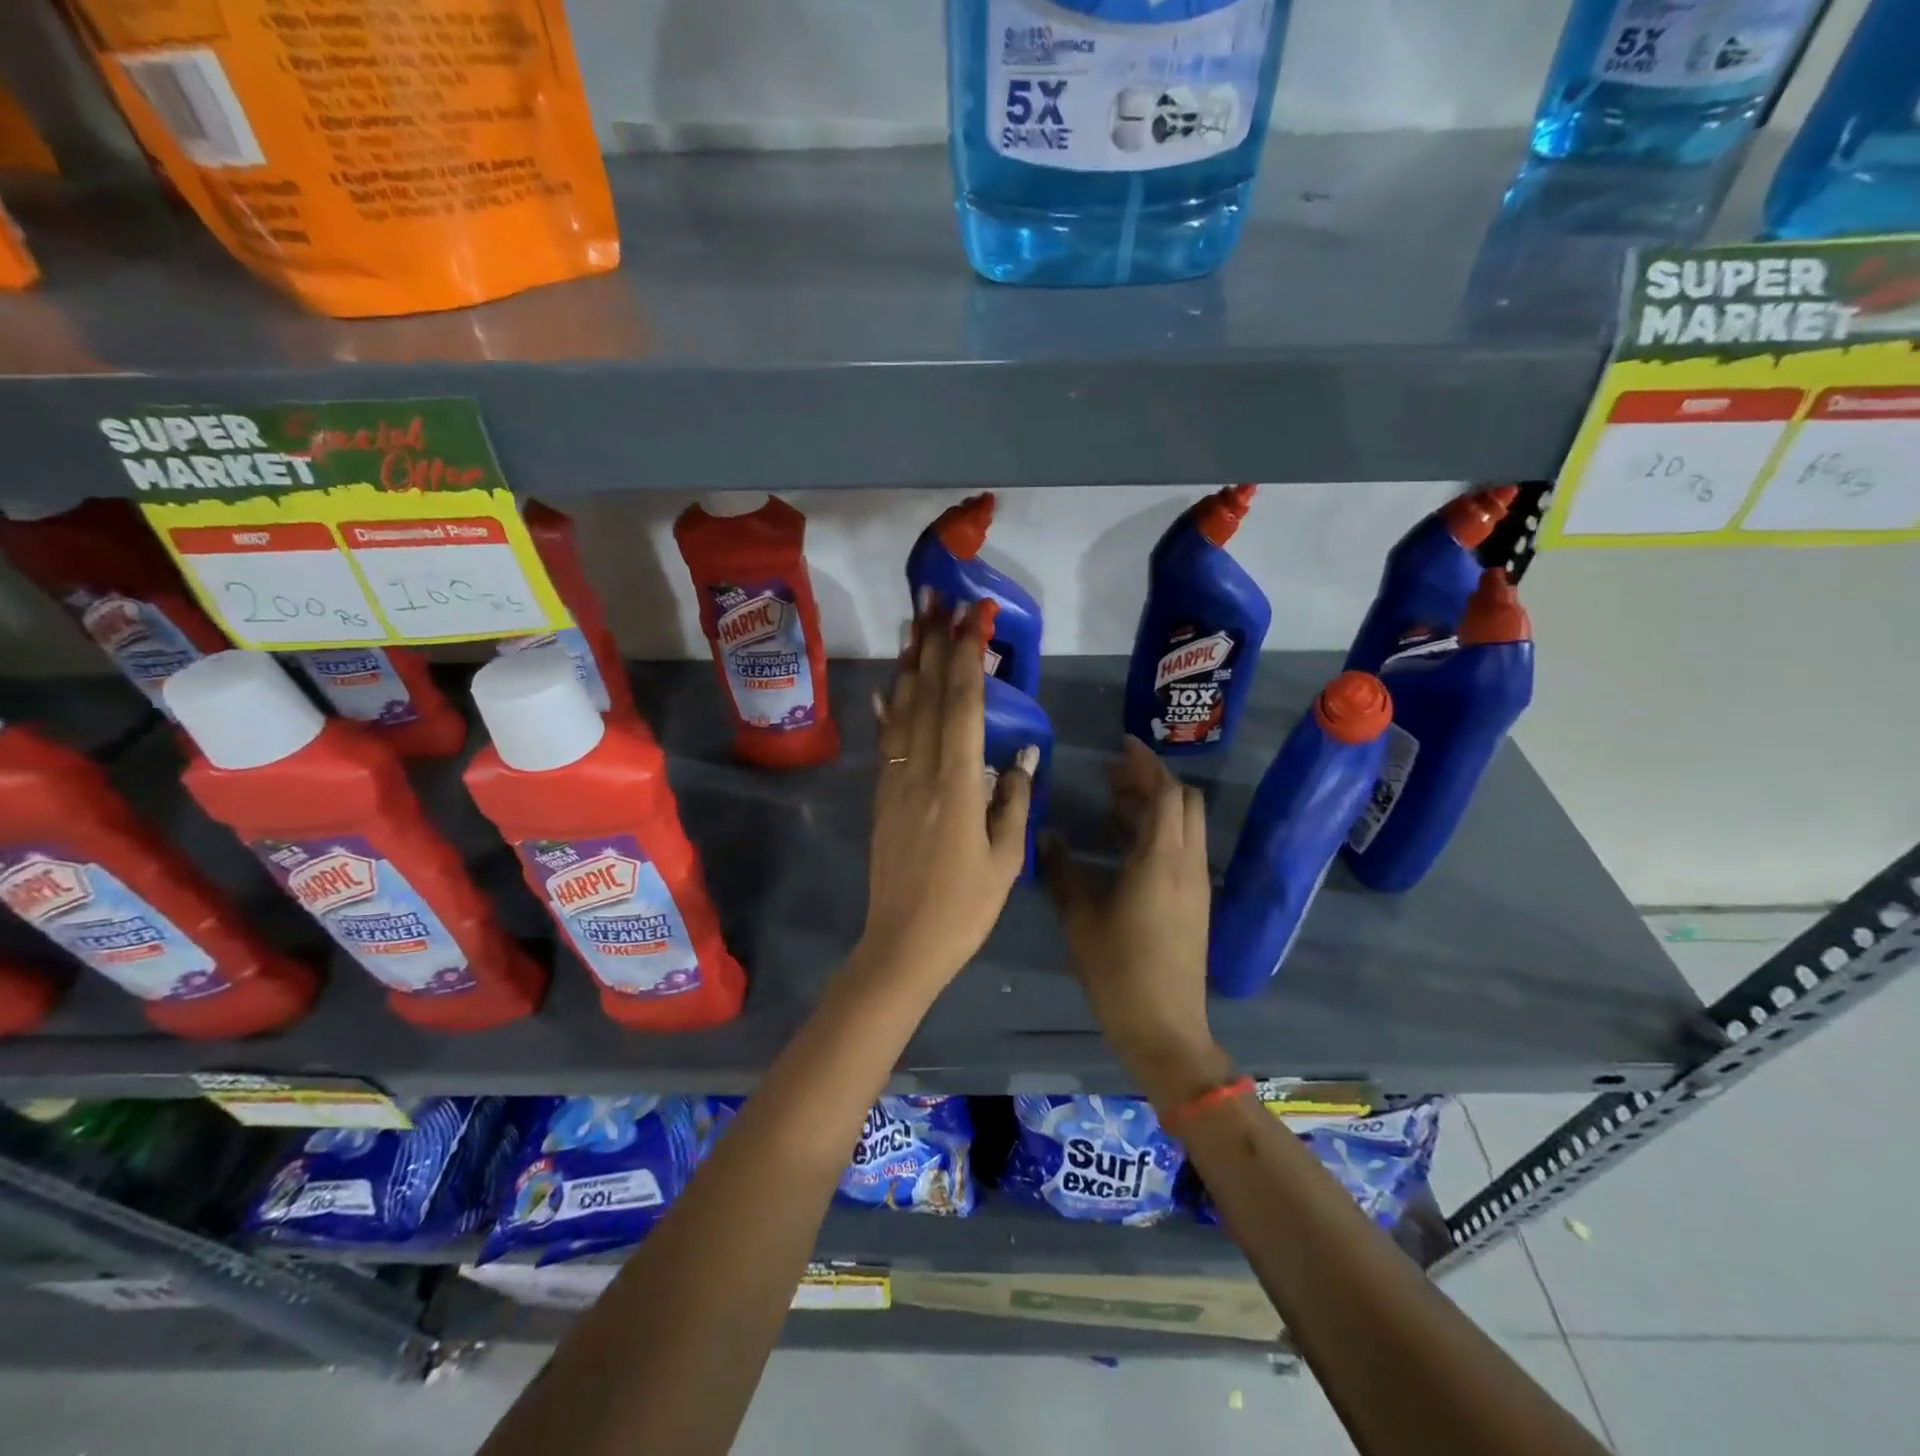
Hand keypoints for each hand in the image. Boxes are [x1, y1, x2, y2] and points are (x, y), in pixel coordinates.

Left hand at [857, 593, 1036, 993]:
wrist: (901, 944)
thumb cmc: (964, 908)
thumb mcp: (1007, 859)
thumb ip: (1014, 800)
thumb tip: (1025, 753)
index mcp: (957, 783)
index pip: (963, 703)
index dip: (967, 655)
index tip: (973, 616)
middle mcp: (920, 769)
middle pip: (928, 693)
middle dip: (935, 641)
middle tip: (936, 596)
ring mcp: (894, 780)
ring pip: (902, 710)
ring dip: (910, 662)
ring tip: (913, 623)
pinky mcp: (881, 795)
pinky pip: (887, 740)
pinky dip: (889, 708)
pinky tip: (889, 686)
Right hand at [1041, 738, 1231, 1108]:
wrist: (1165, 1028)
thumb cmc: (1118, 971)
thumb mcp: (1079, 918)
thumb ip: (1061, 871)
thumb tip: (1045, 835)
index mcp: (1161, 860)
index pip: (1166, 793)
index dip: (1146, 764)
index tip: (1121, 745)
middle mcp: (1187, 863)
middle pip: (1183, 802)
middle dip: (1152, 780)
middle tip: (1111, 776)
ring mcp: (1196, 883)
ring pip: (1185, 825)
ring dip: (1155, 806)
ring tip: (1112, 803)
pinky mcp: (1195, 901)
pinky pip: (1183, 847)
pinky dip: (1159, 831)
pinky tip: (1123, 842)